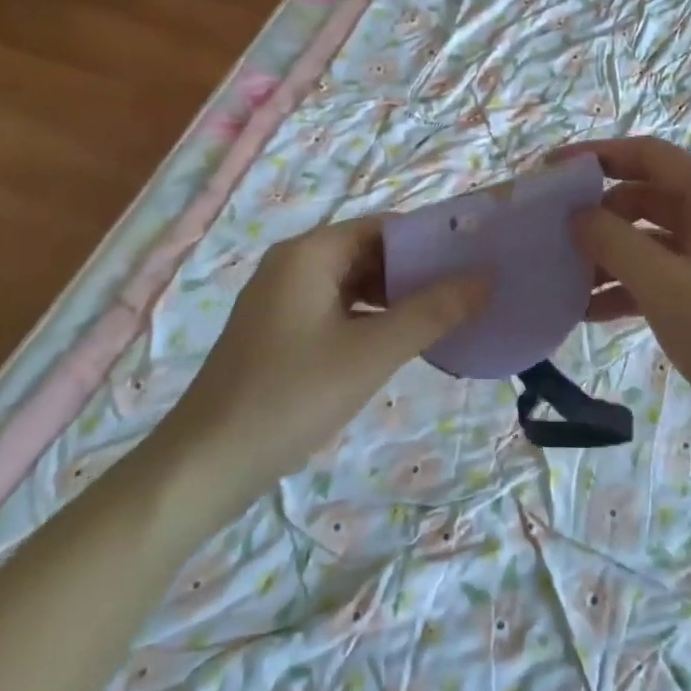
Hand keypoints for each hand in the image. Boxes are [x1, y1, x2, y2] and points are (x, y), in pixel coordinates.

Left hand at [165, 217, 485, 490]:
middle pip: (368, 252)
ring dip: (395, 297)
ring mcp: (283, 298)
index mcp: (310, 253)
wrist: (206, 464)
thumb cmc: (291, 396)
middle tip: (467, 292)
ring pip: (353, 283)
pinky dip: (370, 318)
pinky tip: (400, 341)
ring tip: (444, 316)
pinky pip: (337, 309)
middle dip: (416, 271)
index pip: (383, 227)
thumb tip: (484, 279)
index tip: (472, 260)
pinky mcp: (280, 330)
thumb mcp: (371, 353)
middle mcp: (294, 264)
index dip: (429, 240)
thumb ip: (431, 313)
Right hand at [566, 137, 690, 444]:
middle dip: (598, 214)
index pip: (649, 155)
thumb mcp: (666, 287)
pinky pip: (663, 272)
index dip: (596, 156)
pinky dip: (628, 285)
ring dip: (609, 255)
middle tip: (550, 234)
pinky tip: (589, 312)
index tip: (550, 170)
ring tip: (562, 279)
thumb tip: (577, 215)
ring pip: (651, 238)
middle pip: (647, 195)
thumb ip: (613, 242)